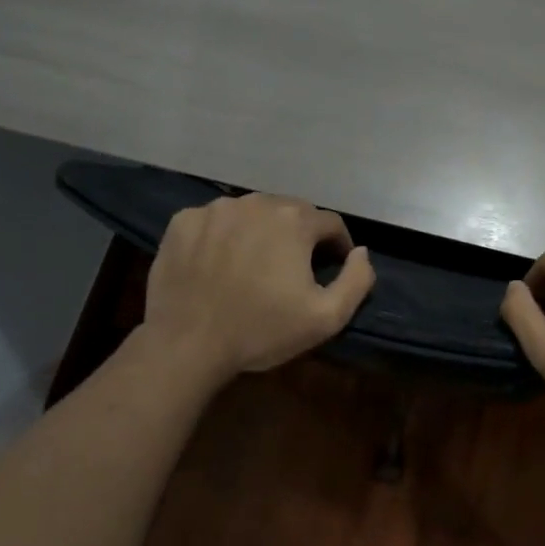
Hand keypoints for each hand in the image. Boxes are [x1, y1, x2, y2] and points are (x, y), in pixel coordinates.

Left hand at [142, 194, 375, 382]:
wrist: (186, 344)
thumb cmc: (261, 331)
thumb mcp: (326, 318)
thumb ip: (356, 281)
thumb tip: (361, 252)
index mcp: (294, 220)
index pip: (330, 223)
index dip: (337, 246)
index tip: (331, 268)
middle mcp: (256, 202)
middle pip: (290, 212)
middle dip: (299, 236)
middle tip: (292, 269)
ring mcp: (215, 209)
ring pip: (252, 213)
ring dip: (260, 232)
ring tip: (254, 264)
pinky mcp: (183, 221)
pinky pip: (214, 221)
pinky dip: (223, 236)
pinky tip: (218, 263)